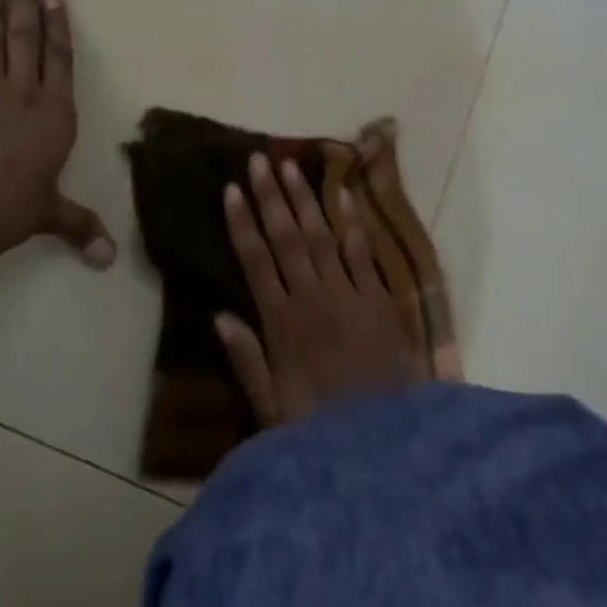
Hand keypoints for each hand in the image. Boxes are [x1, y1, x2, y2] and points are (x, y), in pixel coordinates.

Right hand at [216, 153, 421, 425]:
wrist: (388, 447)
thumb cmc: (321, 433)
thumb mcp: (271, 411)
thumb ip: (247, 361)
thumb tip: (218, 316)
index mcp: (282, 324)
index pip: (255, 261)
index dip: (242, 223)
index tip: (230, 189)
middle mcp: (312, 297)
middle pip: (286, 238)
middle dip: (270, 197)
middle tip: (258, 160)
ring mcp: (348, 293)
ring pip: (321, 235)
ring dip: (305, 199)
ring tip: (290, 166)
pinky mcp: (379, 297)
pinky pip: (362, 252)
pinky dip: (352, 222)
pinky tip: (343, 193)